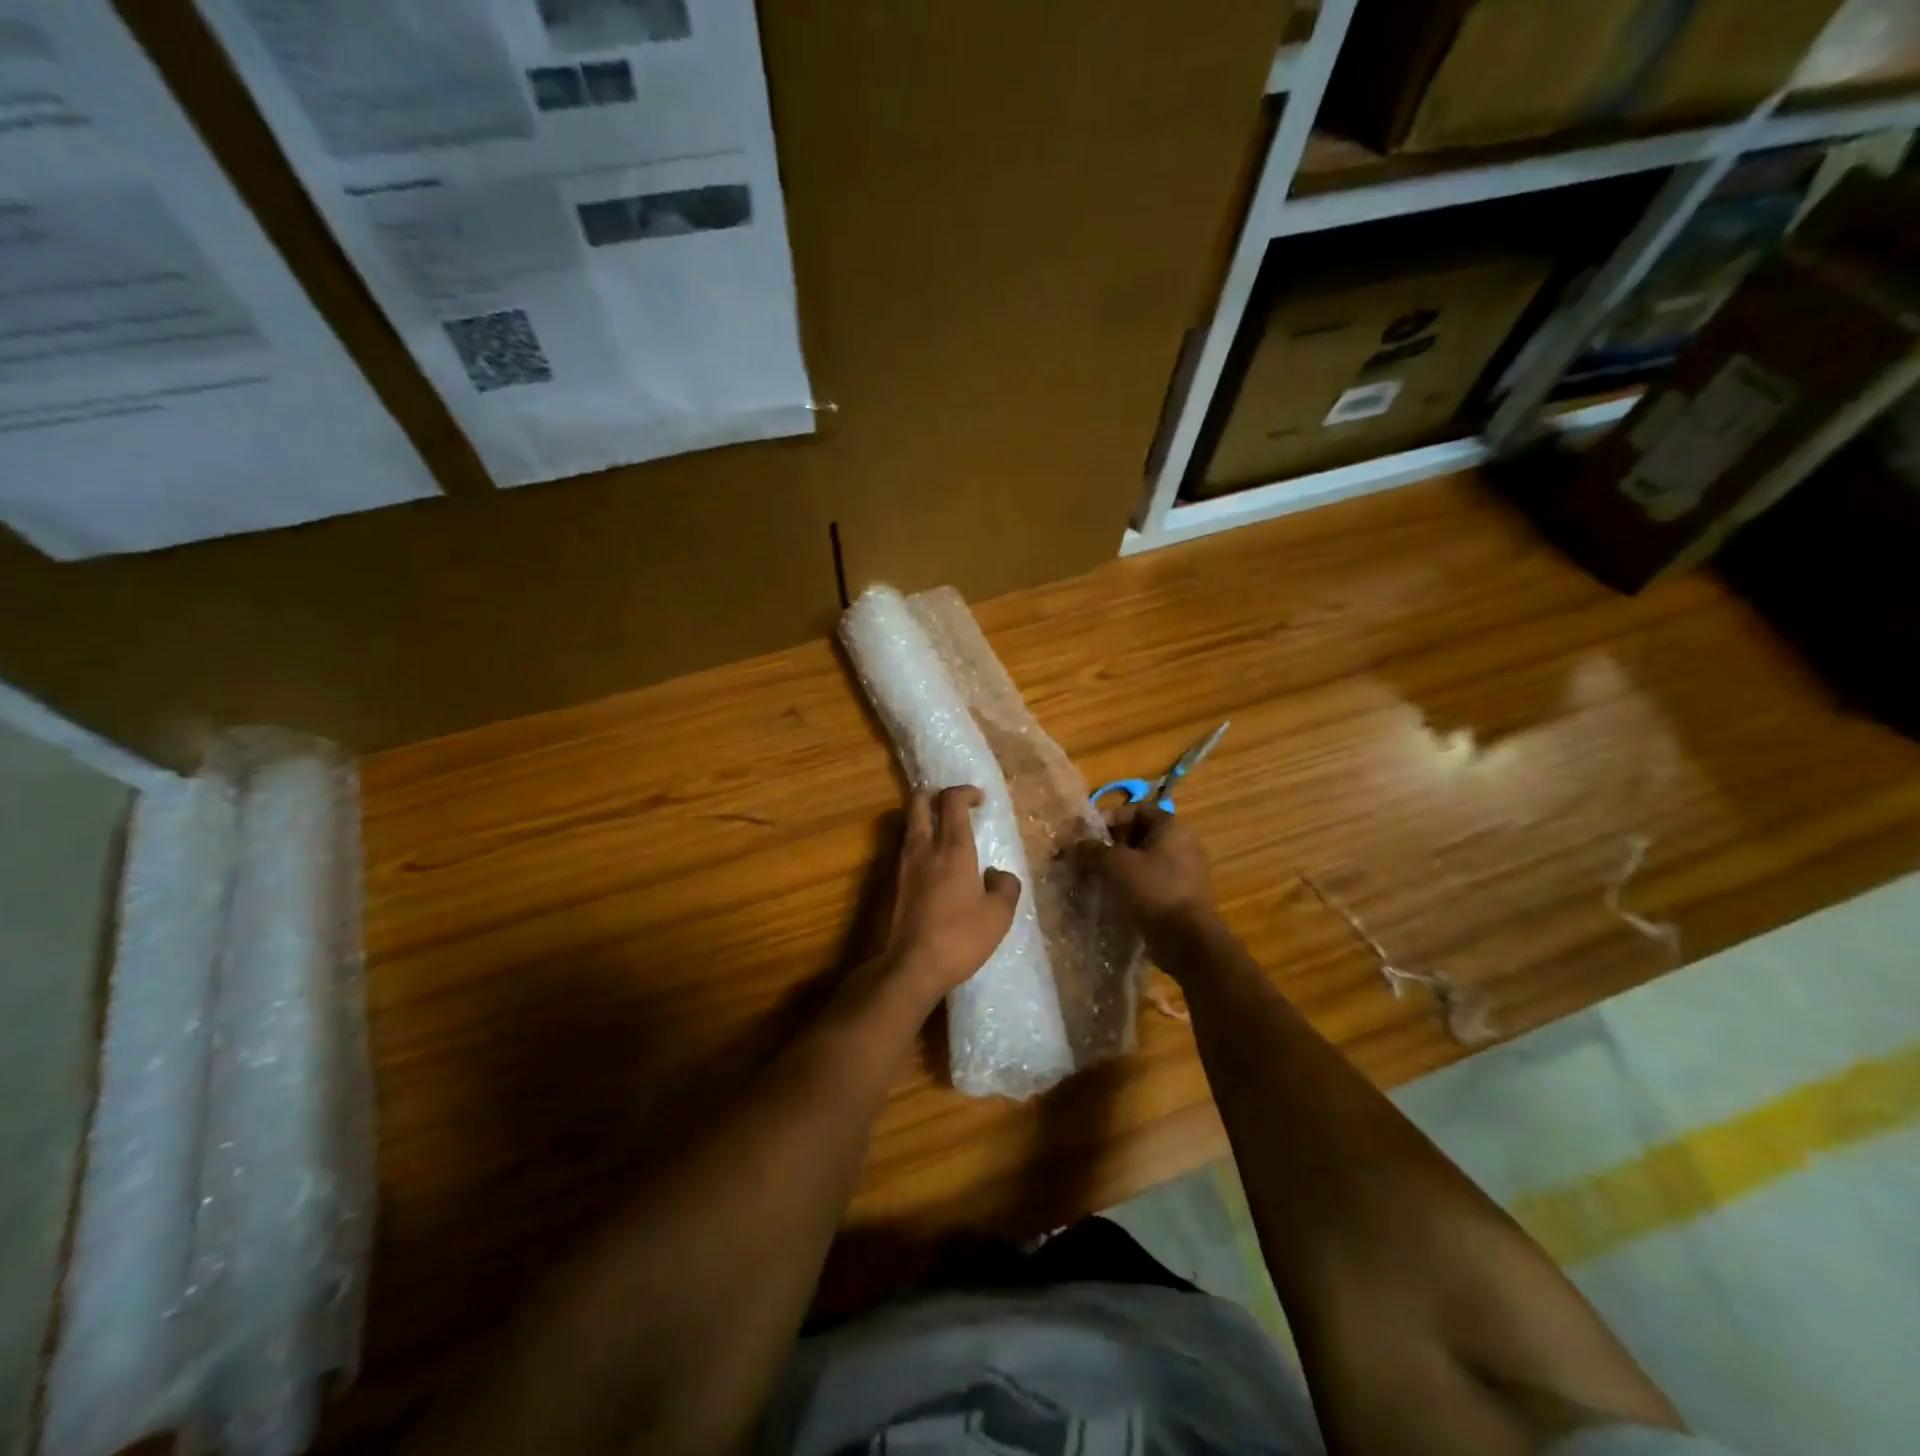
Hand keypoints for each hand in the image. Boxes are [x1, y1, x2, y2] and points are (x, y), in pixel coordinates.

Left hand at [885, 786, 1021, 1000]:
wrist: (911, 966)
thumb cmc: (960, 938)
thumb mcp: (999, 915)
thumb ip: (1005, 887)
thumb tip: (997, 874)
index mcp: (953, 849)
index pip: (952, 801)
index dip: (965, 792)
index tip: (979, 798)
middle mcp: (924, 848)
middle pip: (919, 802)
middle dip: (935, 795)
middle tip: (955, 805)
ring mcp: (904, 865)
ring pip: (909, 825)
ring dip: (925, 819)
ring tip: (945, 833)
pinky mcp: (893, 884)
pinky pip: (906, 848)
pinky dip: (920, 843)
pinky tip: (933, 863)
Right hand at [1087, 804, 1217, 946]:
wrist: (1187, 940)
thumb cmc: (1153, 890)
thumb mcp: (1116, 865)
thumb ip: (1093, 850)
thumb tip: (1076, 845)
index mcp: (1172, 828)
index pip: (1138, 809)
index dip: (1112, 817)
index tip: (1090, 834)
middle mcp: (1183, 844)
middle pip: (1141, 835)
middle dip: (1112, 844)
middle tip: (1089, 857)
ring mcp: (1185, 872)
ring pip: (1145, 860)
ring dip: (1121, 867)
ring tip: (1097, 878)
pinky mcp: (1182, 896)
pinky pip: (1152, 882)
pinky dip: (1133, 885)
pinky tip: (1114, 897)